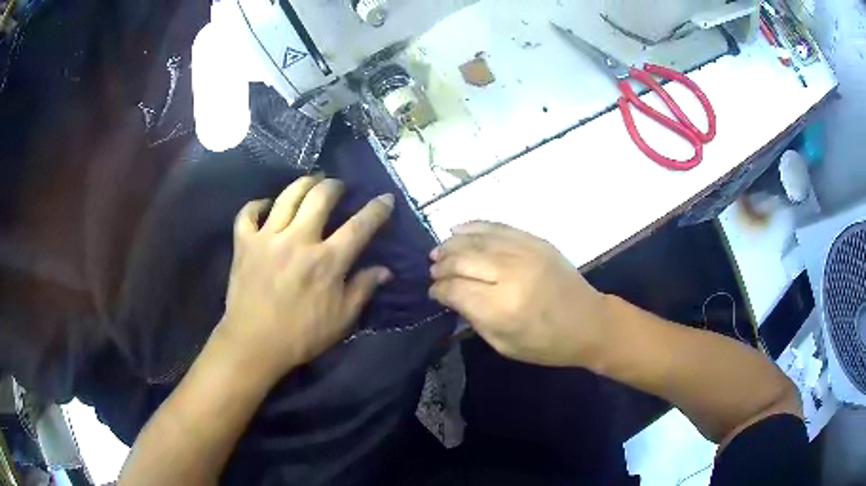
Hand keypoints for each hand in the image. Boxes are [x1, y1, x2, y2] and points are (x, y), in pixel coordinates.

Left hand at [217, 176, 394, 381]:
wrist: (254, 344)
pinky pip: (248, 213)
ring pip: (287, 196)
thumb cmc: (301, 335)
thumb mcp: (342, 319)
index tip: (385, 198)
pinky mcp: (244, 243)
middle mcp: (298, 240)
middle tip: (338, 186)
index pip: (359, 226)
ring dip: (303, 184)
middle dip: (335, 186)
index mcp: (327, 261)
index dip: (377, 209)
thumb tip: (385, 270)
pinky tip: (266, 205)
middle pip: (320, 197)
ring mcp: (268, 238)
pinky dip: (257, 205)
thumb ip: (363, 289)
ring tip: (311, 181)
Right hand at [429, 222, 608, 367]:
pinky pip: (498, 227)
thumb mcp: (503, 344)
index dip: (439, 289)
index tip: (433, 292)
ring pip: (477, 240)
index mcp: (502, 308)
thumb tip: (450, 295)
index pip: (456, 289)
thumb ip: (473, 318)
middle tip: (433, 270)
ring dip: (453, 244)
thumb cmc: (546, 343)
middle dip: (442, 265)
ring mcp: (525, 252)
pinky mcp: (536, 241)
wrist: (589, 322)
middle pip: (462, 259)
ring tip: (439, 251)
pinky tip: (458, 230)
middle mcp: (510, 274)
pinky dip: (475, 227)